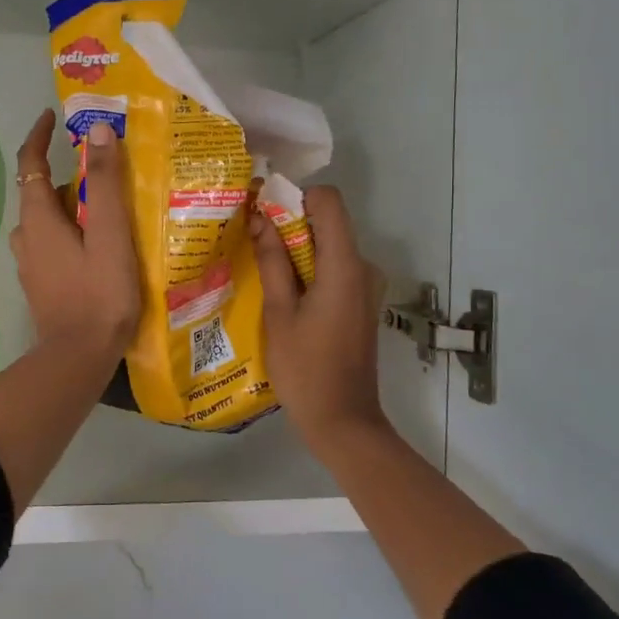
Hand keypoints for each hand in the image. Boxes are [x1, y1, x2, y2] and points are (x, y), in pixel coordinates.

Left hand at [10, 111, 140, 361]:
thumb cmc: (99, 294)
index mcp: (38, 219)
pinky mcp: (42, 285)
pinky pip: (54, 245)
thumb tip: (97, 131)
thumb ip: (104, 183)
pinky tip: (101, 247)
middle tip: (108, 173)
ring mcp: (31, 264)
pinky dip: (73, 234)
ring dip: (73, 208)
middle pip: (42, 193)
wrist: (78, 358)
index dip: (38, 136)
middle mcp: (26, 237)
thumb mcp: (109, 234)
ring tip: (112, 210)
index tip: (53, 116)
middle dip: (70, 177)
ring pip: (50, 221)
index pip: (28, 163)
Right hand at [250, 186, 387, 443]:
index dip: (296, 198)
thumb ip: (272, 261)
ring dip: (296, 250)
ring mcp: (366, 286)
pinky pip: (333, 269)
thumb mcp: (279, 312)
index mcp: (345, 265)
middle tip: (252, 242)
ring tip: (261, 270)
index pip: (328, 201)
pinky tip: (282, 294)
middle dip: (290, 225)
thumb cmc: (305, 368)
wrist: (342, 421)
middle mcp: (363, 268)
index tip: (264, 214)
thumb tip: (260, 219)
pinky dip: (309, 270)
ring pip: (328, 247)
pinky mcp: (361, 302)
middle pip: (328, 223)